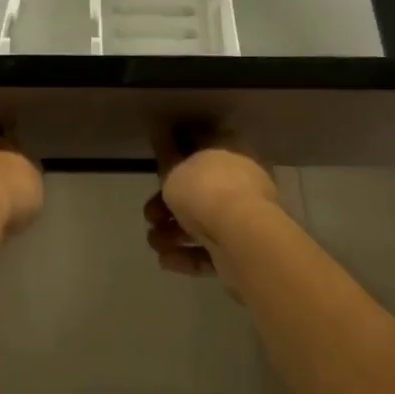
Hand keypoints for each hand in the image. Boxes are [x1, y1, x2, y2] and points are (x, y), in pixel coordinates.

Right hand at [144, 126, 280, 283]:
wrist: (242, 238)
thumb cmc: (206, 191)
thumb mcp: (174, 170)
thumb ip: (166, 158)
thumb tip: (160, 134)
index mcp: (230, 155)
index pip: (203, 148)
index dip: (179, 157)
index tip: (157, 169)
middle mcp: (242, 184)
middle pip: (200, 192)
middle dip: (169, 206)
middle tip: (149, 215)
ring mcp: (245, 220)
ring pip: (203, 224)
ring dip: (173, 233)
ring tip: (153, 242)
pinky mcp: (244, 253)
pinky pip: (211, 251)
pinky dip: (187, 255)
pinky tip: (165, 260)